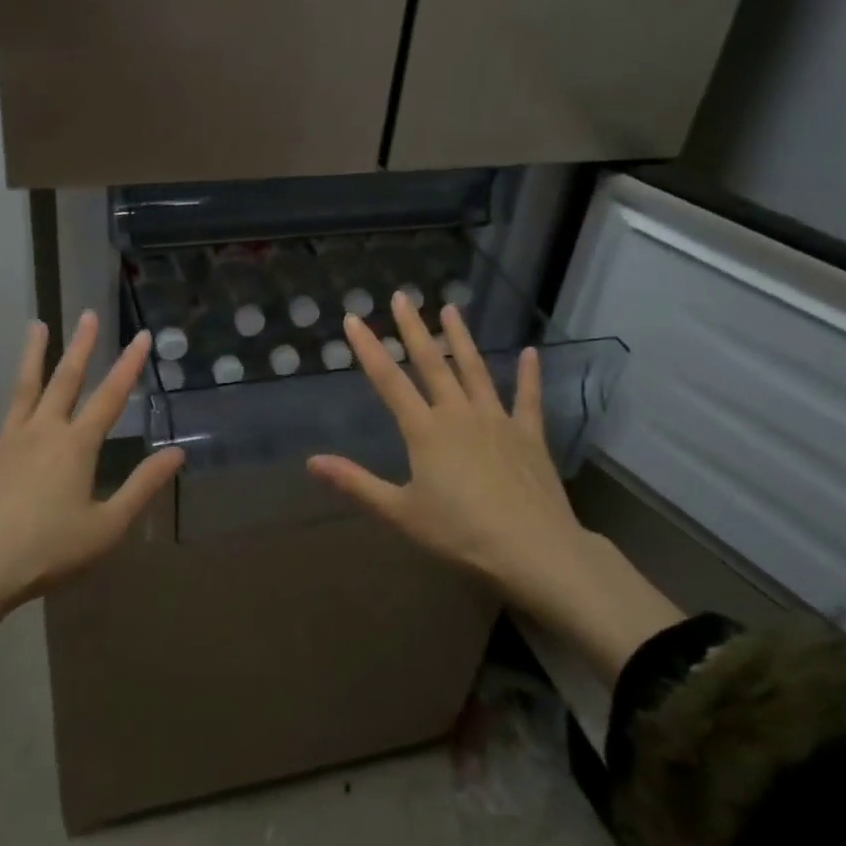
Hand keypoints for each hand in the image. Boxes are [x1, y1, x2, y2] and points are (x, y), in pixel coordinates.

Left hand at [0, 311, 184, 623]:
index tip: (142, 335)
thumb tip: (177, 452)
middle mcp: (42, 432)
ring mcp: (5, 443)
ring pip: (22, 390)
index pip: (110, 398)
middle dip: (81, 347)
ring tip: (36, 324)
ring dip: (32, 356)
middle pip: (66, 382)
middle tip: (88, 314)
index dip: (129, 365)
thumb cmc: (47, 553)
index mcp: (76, 447)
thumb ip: (142, 486)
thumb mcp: (107, 527)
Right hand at [308, 294, 681, 678]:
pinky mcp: (528, 434)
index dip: (369, 349)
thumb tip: (312, 461)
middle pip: (431, 363)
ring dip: (461, 338)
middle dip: (413, 328)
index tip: (354, 319)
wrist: (534, 549)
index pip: (389, 381)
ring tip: (451, 308)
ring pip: (474, 369)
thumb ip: (356, 483)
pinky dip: (529, 374)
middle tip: (403, 296)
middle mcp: (458, 414)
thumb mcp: (401, 512)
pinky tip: (531, 352)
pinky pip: (527, 398)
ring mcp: (496, 420)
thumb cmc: (461, 533)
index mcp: (425, 430)